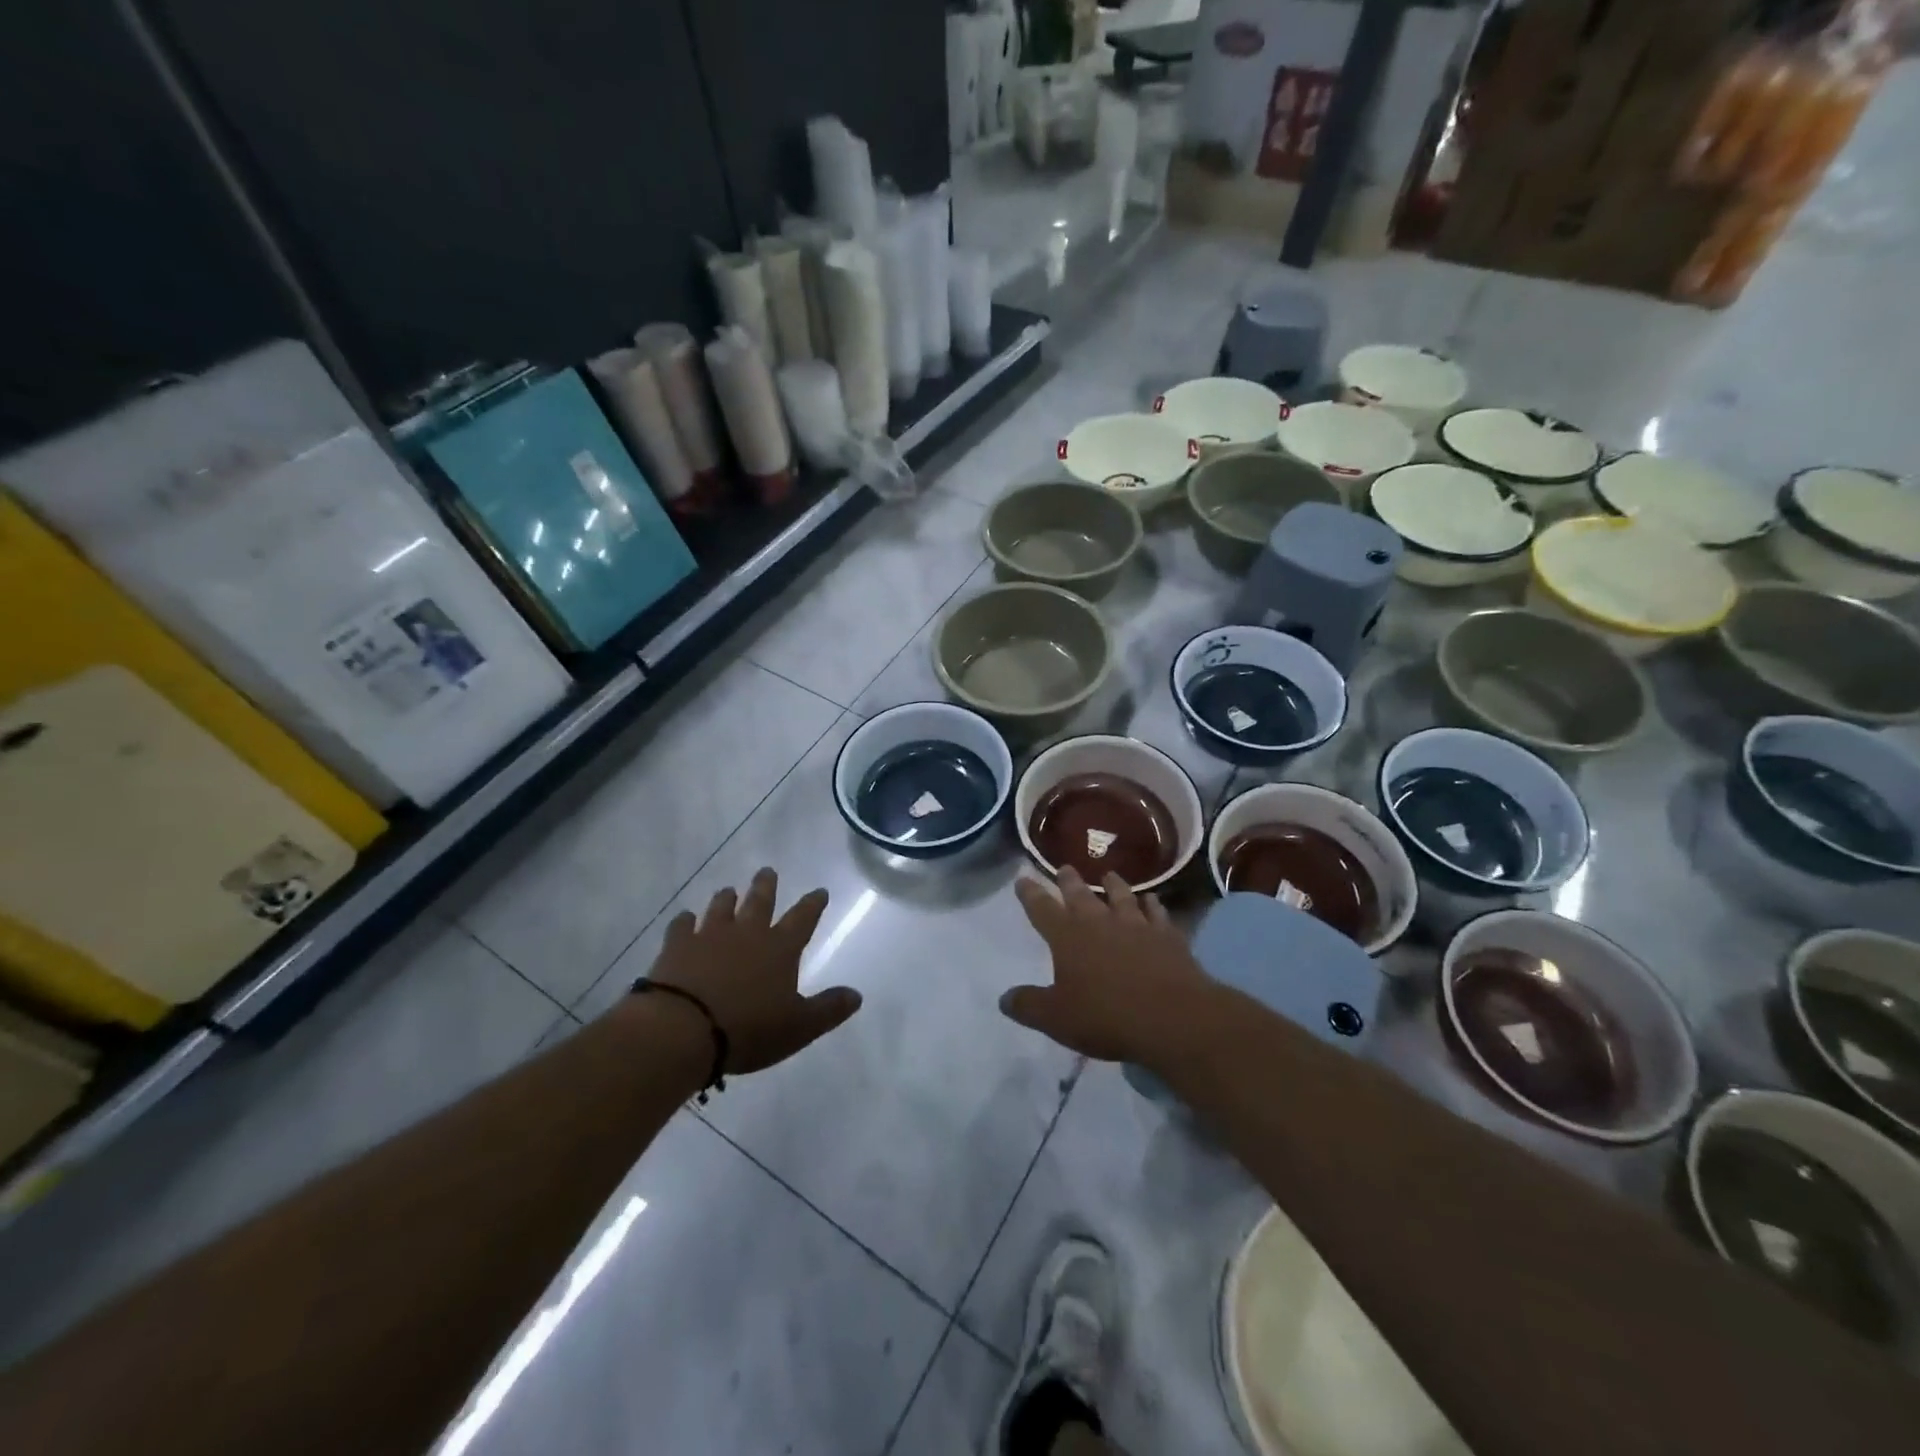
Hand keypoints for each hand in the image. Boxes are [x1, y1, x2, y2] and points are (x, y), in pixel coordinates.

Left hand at [647, 868, 861, 1074]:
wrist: (682, 1029)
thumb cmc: (748, 1029)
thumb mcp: (798, 1027)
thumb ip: (828, 1009)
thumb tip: (857, 995)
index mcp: (780, 948)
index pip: (803, 919)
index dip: (813, 905)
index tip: (820, 891)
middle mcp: (747, 933)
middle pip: (760, 902)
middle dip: (766, 886)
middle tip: (767, 871)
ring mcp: (709, 936)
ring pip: (721, 908)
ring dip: (727, 898)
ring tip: (729, 890)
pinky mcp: (677, 946)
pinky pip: (682, 925)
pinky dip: (685, 920)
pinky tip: (685, 918)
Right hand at [1001, 866, 1211, 1064]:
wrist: (1172, 1018)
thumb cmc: (1106, 1017)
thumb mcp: (1056, 1019)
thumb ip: (1029, 1005)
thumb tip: (1005, 998)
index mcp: (1068, 937)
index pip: (1042, 909)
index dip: (1030, 894)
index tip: (1023, 879)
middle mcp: (1100, 922)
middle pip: (1080, 894)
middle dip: (1069, 881)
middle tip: (1065, 868)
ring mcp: (1137, 925)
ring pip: (1121, 895)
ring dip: (1113, 884)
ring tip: (1109, 874)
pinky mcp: (1167, 935)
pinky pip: (1157, 912)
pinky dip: (1152, 904)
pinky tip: (1152, 900)